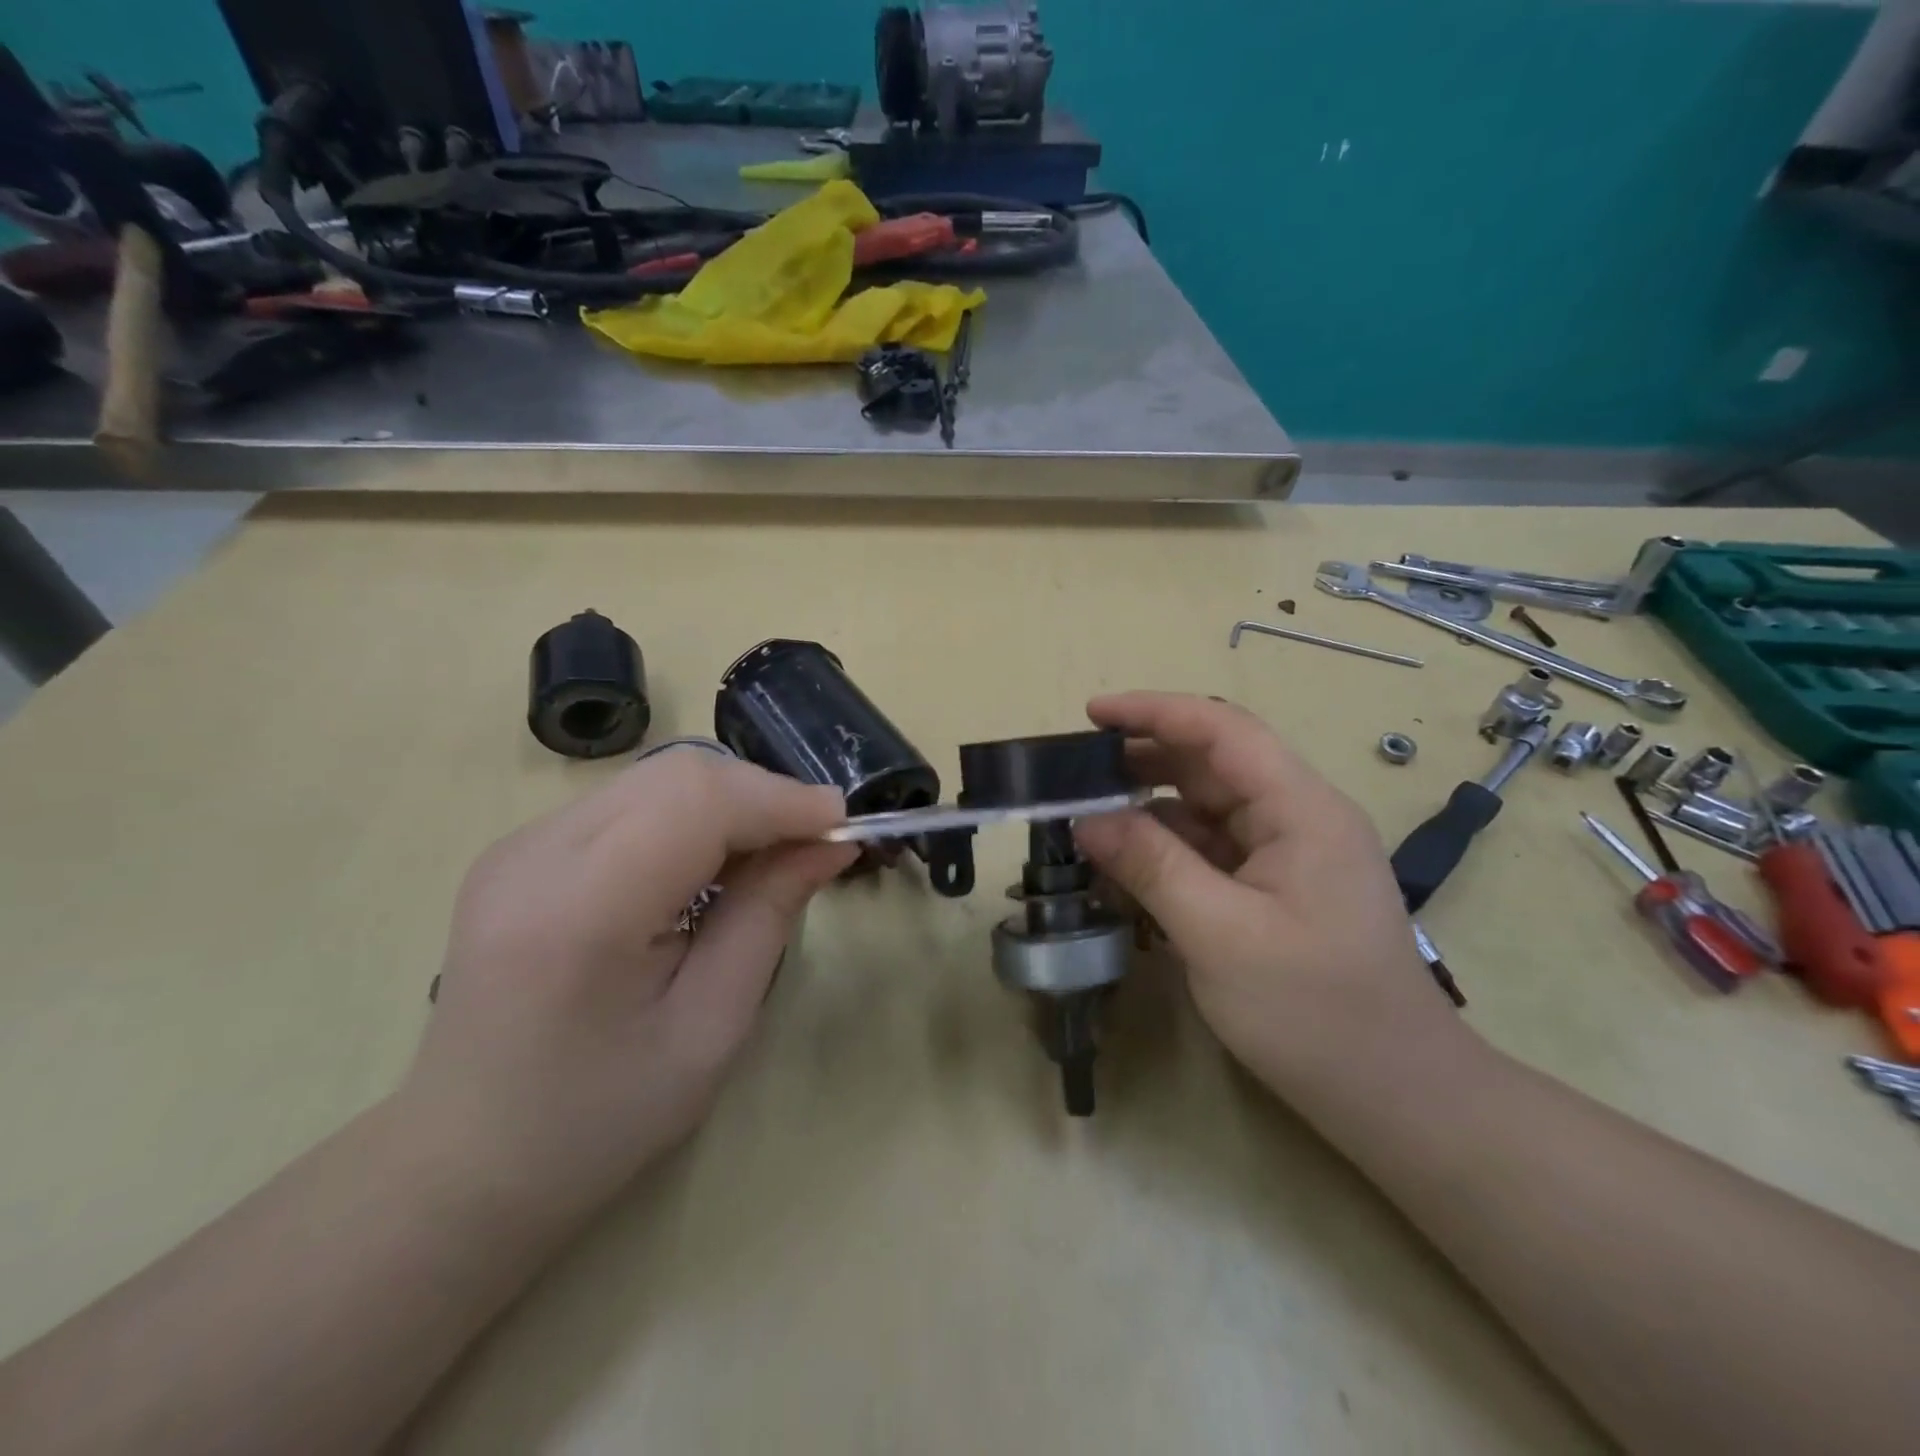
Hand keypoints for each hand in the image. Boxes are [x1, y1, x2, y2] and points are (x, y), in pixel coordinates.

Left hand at [402, 745, 854, 1212]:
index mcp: (580, 911)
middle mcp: (536, 855)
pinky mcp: (521, 850)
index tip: (842, 825)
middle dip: (763, 795)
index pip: (697, 802)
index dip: (781, 800)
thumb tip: (829, 844)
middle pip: (678, 774)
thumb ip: (768, 918)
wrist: (465, 1161)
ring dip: (730, 802)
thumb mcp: (710, 1028)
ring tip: (771, 853)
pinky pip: (630, 801)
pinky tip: (711, 862)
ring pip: (657, 777)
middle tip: (814, 842)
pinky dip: (691, 815)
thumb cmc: (599, 1117)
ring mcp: (519, 845)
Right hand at [1073, 693, 1480, 1106]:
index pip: (1222, 730)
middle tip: (1077, 771)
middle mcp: (1298, 817)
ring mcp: (1288, 855)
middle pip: (1214, 764)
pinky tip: (1126, 863)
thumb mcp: (1218, 935)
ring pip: (1208, 808)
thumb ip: (1151, 866)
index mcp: (1300, 809)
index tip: (1093, 714)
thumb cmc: (1314, 1012)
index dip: (1155, 712)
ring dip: (1150, 807)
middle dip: (1145, 758)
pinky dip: (1167, 848)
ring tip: (1089, 814)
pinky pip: (1213, 849)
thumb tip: (1085, 819)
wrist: (1395, 1097)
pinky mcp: (1276, 889)